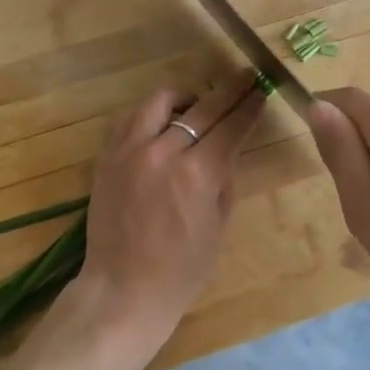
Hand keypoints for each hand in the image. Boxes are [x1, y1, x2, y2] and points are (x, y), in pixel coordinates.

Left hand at [64, 78, 266, 366]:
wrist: (122, 291)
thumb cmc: (181, 270)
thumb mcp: (218, 225)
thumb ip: (225, 178)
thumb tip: (229, 146)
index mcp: (197, 174)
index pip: (231, 126)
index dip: (249, 106)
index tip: (261, 90)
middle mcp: (163, 153)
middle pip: (203, 107)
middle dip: (230, 90)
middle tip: (245, 78)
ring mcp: (130, 151)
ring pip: (160, 101)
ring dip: (186, 97)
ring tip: (197, 104)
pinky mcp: (107, 157)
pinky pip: (131, 119)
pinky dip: (151, 114)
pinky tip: (162, 124)